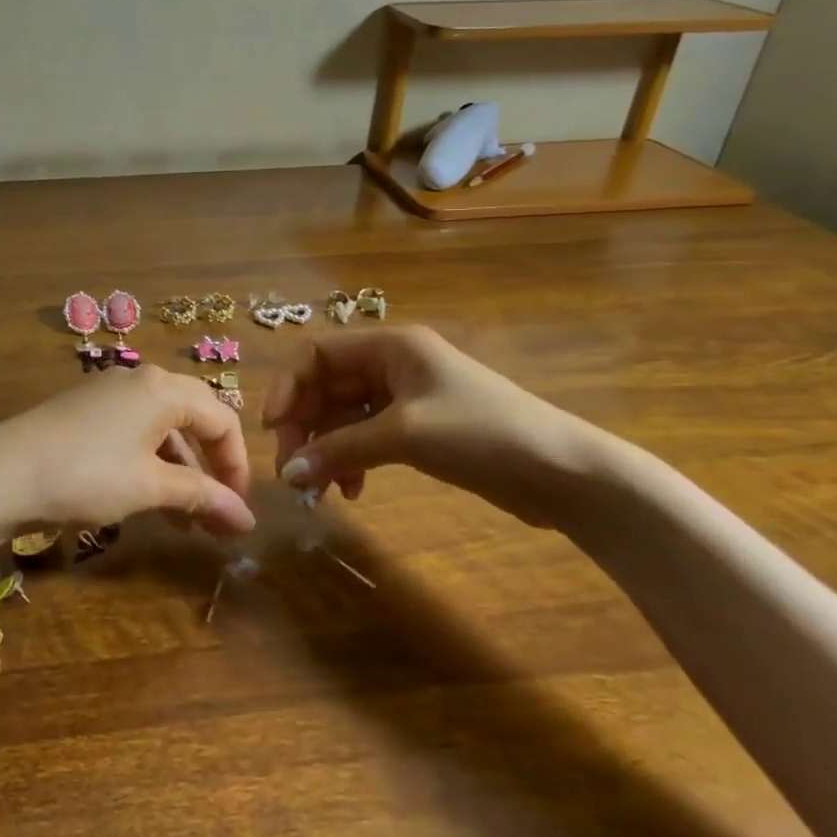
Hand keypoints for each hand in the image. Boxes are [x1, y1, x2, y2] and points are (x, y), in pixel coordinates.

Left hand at [0, 368, 255, 541]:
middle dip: (211, 467)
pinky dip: (151, 464)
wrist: (3, 472)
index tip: (239, 509)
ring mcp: (109, 393)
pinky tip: (149, 500)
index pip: (222, 419)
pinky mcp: (85, 411)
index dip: (238, 465)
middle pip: (194, 418)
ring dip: (180, 471)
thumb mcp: (150, 486)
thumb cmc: (88, 474)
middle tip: (219, 513)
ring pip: (162, 429)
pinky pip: (134, 432)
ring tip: (186, 521)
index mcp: (163, 388)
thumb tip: (248, 519)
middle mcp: (140, 380)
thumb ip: (202, 496)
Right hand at [262, 325, 603, 525]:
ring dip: (327, 448)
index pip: (317, 354)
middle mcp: (392, 365)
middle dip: (306, 426)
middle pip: (326, 387)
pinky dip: (352, 460)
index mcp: (390, 347)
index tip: (274, 429)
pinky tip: (353, 490)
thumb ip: (341, 449)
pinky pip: (366, 437)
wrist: (563, 473)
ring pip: (344, 416)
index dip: (288, 387)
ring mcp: (405, 398)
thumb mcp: (404, 435)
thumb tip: (289, 475)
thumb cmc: (481, 434)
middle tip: (294, 472)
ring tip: (321, 488)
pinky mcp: (418, 429)